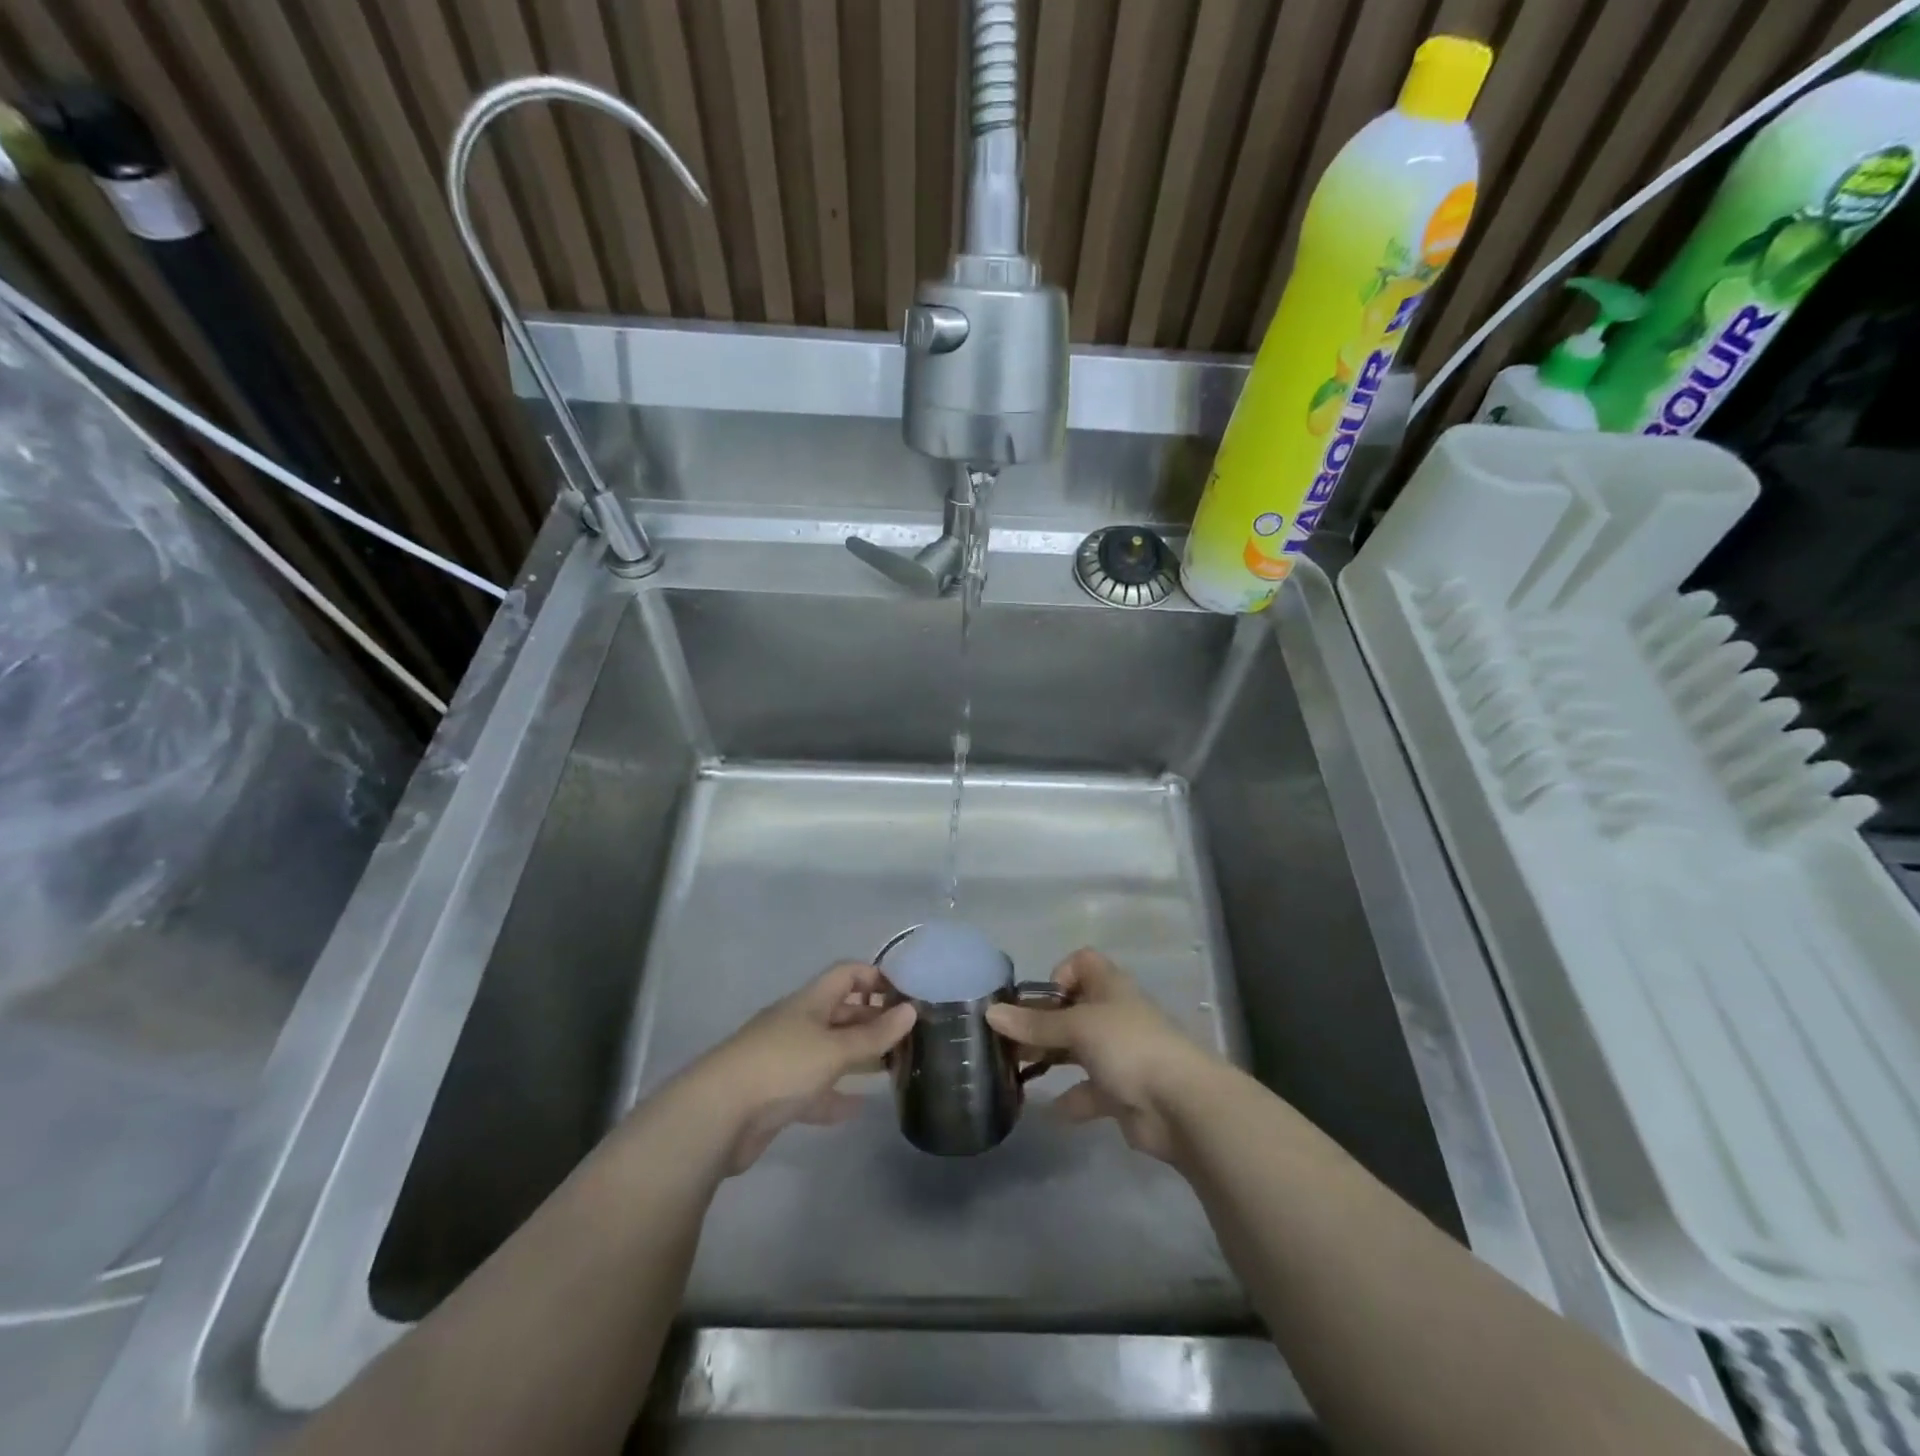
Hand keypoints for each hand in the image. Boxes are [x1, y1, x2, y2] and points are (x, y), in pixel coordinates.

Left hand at [682, 962, 915, 1174]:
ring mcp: (786, 1059)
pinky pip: (815, 1089)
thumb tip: (911, 1010)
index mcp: (810, 1002)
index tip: (906, 996)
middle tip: (908, 1037)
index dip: (875, 978)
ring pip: (830, 1051)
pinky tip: (859, 1108)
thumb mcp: (834, 1049)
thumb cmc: (781, 1066)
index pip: (847, 974)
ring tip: (892, 1068)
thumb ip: (874, 1034)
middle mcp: (799, 1024)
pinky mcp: (778, 1095)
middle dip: (872, 1020)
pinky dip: (836, 1095)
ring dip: (857, 1057)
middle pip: (840, 1012)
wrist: (717, 1115)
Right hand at [985, 948, 1224, 1163]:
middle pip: (1071, 1009)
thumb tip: (990, 1013)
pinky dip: (1068, 1100)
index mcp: (1109, 987)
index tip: (1041, 999)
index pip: (1082, 963)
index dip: (1059, 974)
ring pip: (1076, 1050)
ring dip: (1049, 1058)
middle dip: (1041, 1023)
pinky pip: (1087, 1092)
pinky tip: (1046, 1109)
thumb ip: (1034, 1023)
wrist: (1180, 1105)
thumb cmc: (1128, 1047)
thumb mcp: (1076, 1027)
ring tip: (1015, 1072)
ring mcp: (1119, 1054)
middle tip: (1008, 1041)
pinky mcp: (1121, 1092)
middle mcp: (1113, 1015)